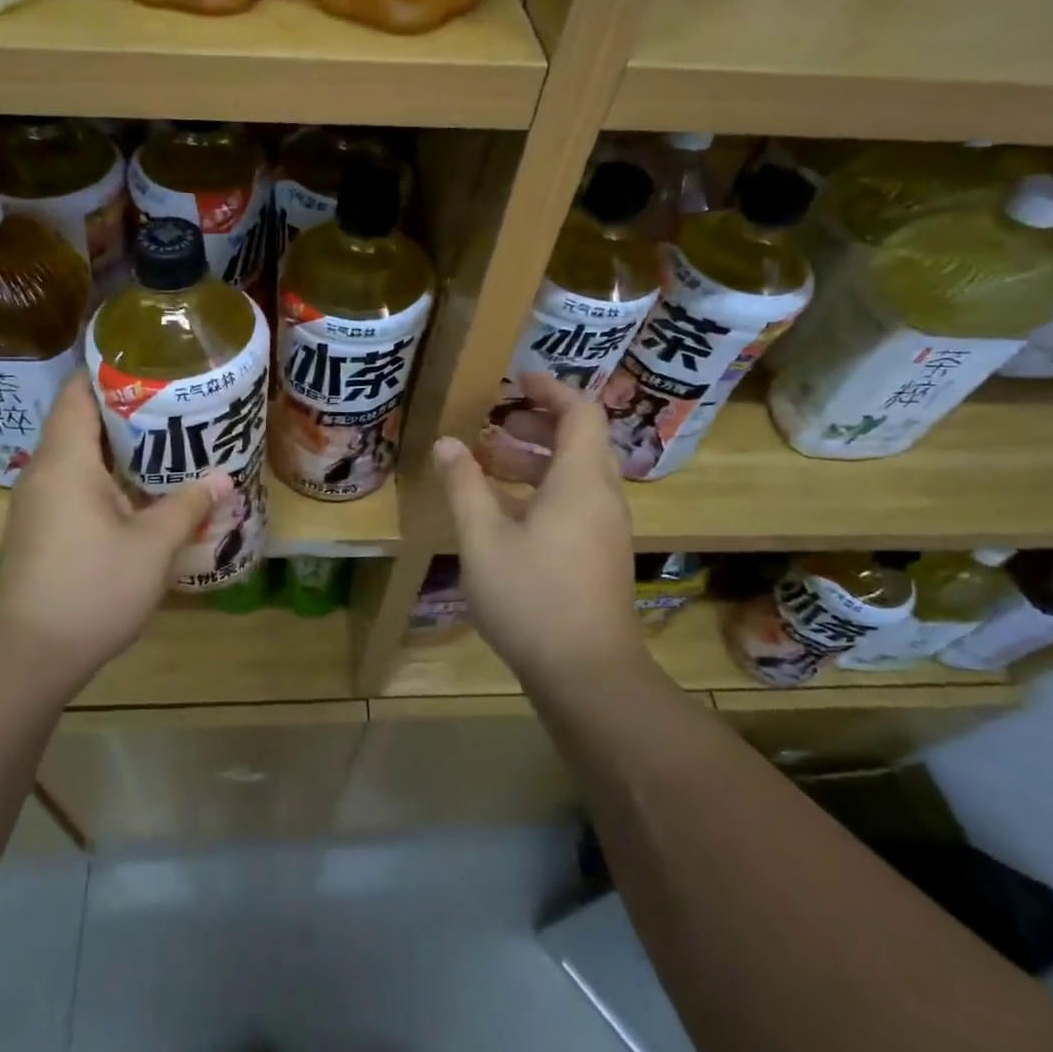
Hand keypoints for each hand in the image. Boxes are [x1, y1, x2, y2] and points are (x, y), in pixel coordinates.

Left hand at [0, 377, 229, 692]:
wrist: (29, 655)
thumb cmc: (92, 587)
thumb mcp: (152, 545)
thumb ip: (188, 505)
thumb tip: (222, 478)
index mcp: (65, 460)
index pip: (79, 392)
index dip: (111, 370)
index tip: (153, 364)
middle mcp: (44, 471)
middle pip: (80, 420)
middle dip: (127, 409)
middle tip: (176, 404)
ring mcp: (38, 502)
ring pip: (78, 455)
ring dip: (119, 447)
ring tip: (167, 442)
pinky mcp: (39, 528)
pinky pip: (74, 484)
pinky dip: (107, 476)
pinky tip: (141, 491)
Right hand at [433, 373, 649, 686]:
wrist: (588, 673)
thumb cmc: (532, 597)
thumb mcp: (483, 538)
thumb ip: (463, 485)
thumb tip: (447, 443)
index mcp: (580, 481)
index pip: (580, 412)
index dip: (551, 389)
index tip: (517, 378)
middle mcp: (601, 496)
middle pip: (581, 440)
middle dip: (538, 423)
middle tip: (494, 421)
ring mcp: (605, 528)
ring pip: (577, 473)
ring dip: (537, 457)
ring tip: (490, 458)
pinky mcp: (600, 553)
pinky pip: (576, 500)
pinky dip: (544, 487)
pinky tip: (506, 509)